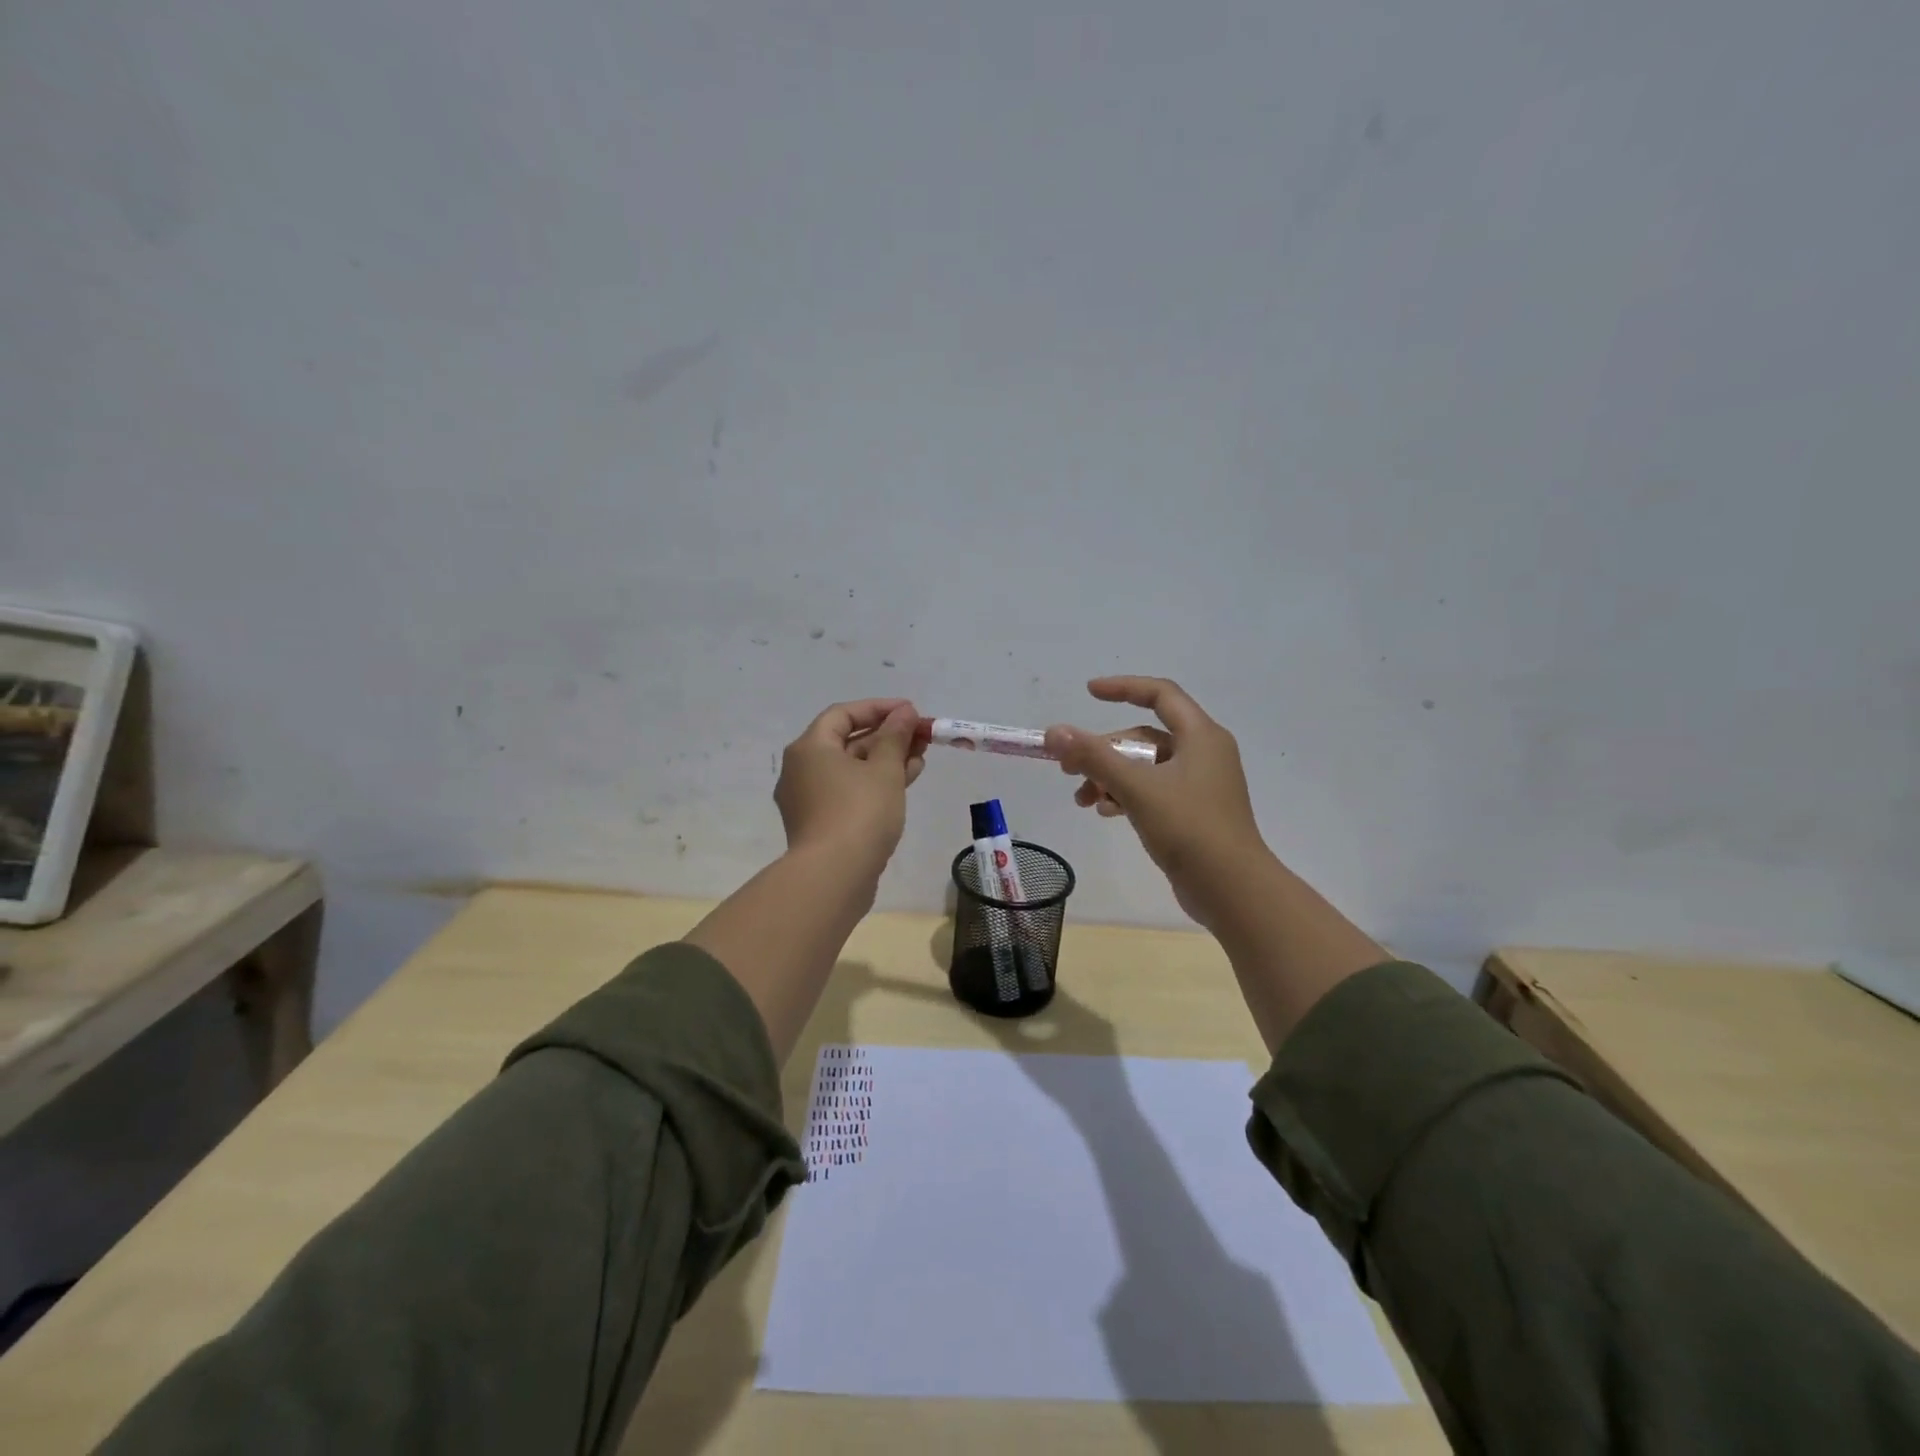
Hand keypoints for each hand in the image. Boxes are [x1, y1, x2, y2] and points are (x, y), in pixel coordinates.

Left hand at [775, 698, 925, 878]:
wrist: (834, 877)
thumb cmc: (859, 813)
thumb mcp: (884, 769)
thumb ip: (895, 736)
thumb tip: (904, 712)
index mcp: (810, 748)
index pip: (843, 714)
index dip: (879, 708)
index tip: (911, 711)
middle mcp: (802, 769)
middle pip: (847, 742)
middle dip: (887, 736)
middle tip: (921, 736)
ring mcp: (808, 799)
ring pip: (851, 769)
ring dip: (886, 760)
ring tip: (921, 757)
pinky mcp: (820, 823)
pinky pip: (849, 791)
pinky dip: (875, 783)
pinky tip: (906, 782)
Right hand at [1044, 677, 1269, 929]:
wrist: (1232, 890)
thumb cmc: (1189, 828)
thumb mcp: (1136, 787)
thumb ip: (1094, 757)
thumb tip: (1053, 732)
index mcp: (1200, 736)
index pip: (1160, 695)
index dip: (1123, 687)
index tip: (1089, 693)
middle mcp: (1203, 753)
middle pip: (1146, 736)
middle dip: (1105, 750)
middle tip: (1070, 768)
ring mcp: (1200, 785)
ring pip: (1146, 767)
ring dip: (1111, 777)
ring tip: (1083, 800)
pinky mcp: (1194, 812)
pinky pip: (1153, 790)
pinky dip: (1127, 795)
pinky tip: (1106, 812)